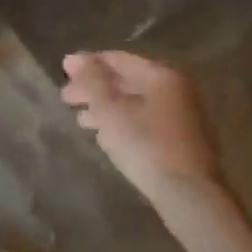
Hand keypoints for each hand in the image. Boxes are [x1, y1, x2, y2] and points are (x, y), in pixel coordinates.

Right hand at [61, 51, 220, 198]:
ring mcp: (181, 116)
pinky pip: (144, 120)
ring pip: (135, 103)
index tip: (63, 74)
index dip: (88, 64)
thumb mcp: (110, 109)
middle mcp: (176, 90)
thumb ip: (91, 80)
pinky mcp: (180, 140)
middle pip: (127, 81)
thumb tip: (73, 57)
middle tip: (67, 99)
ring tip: (81, 120)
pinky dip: (122, 122)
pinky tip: (104, 135)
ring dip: (105, 108)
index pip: (118, 59)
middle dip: (94, 88)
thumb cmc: (145, 144)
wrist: (188, 194)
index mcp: (161, 76)